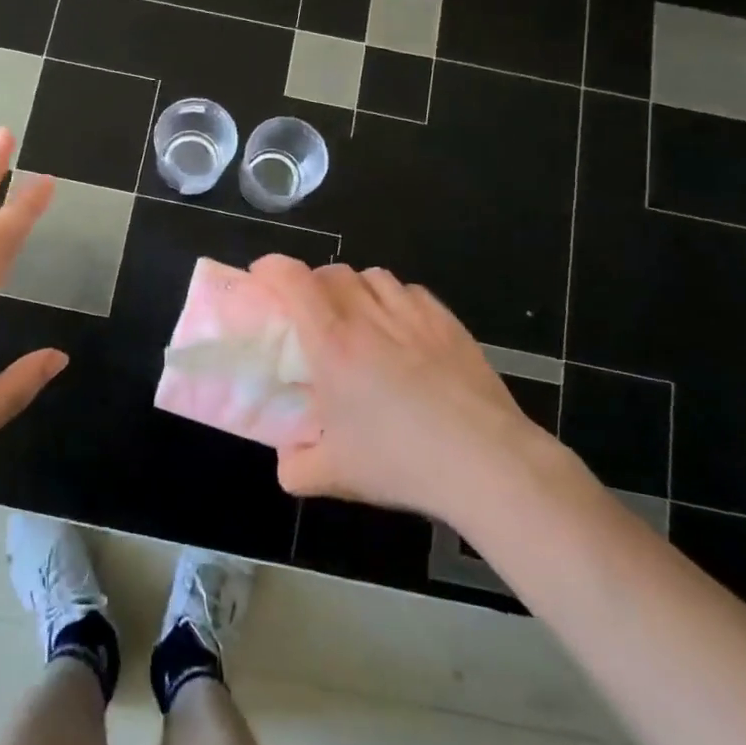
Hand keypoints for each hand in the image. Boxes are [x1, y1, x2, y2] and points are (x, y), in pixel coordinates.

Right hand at [255, 257, 551, 522]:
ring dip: (355, 289)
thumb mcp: (334, 476)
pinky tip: (402, 331)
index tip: (261, 278)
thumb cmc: (401, 462)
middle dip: (313, 283)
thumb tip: (287, 457)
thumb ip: (295, 466)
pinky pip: (412, 293)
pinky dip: (396, 301)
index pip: (293, 280)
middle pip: (332, 272)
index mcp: (332, 343)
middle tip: (310, 314)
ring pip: (373, 276)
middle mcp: (369, 316)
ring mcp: (413, 314)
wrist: (484, 462)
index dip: (271, 268)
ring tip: (358, 319)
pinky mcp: (448, 323)